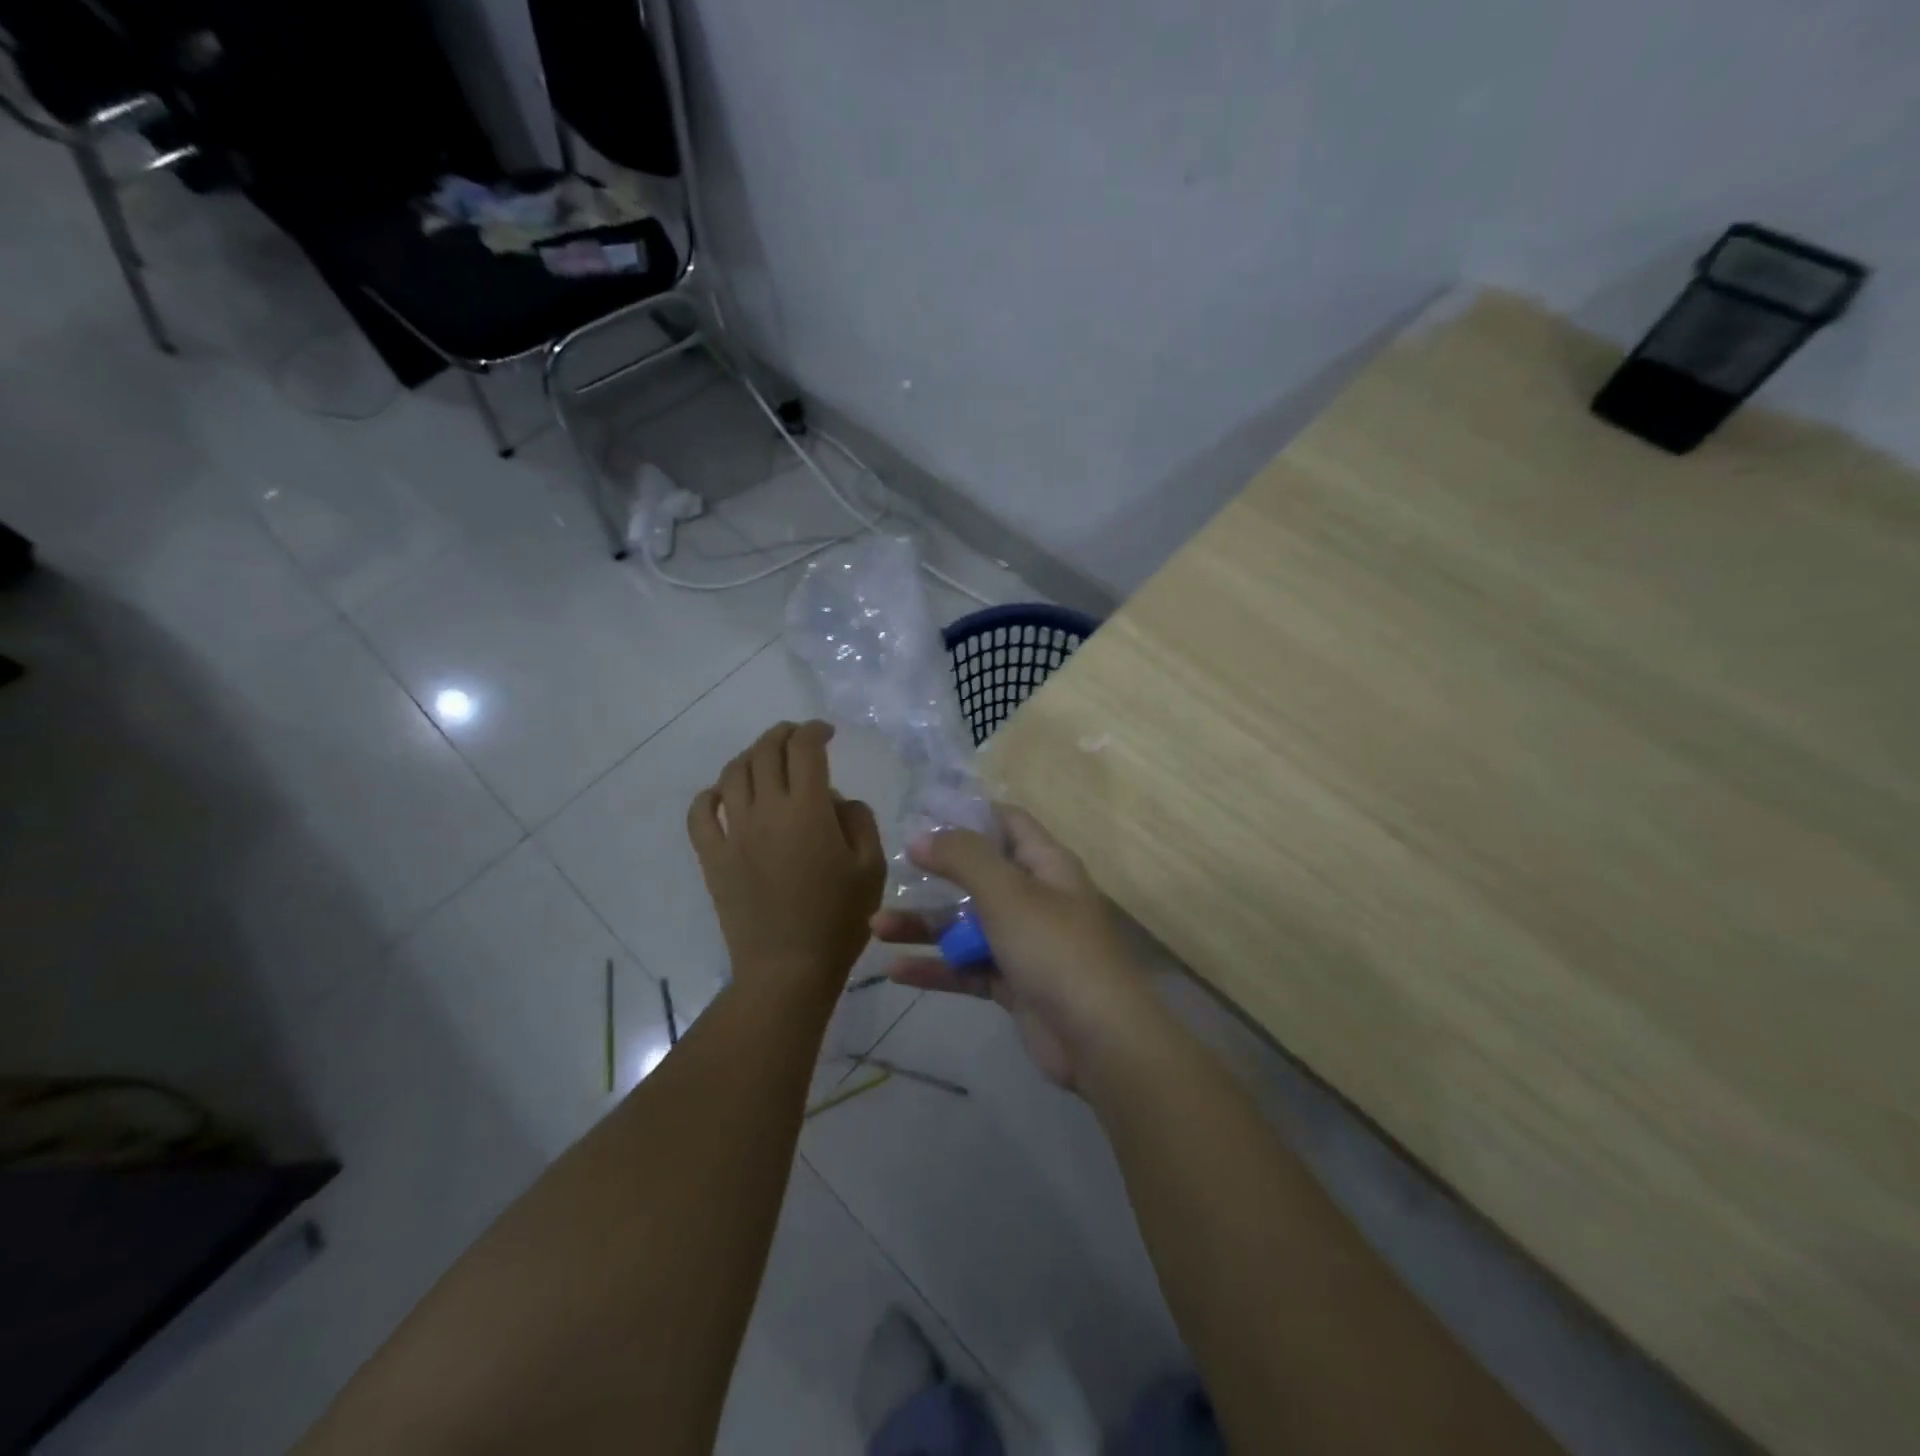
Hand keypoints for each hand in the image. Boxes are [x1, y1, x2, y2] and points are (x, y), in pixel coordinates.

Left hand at [688, 721, 885, 1004]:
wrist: (788, 969)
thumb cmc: (839, 920)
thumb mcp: (872, 868)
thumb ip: (859, 821)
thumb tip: (836, 800)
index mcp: (808, 810)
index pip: (804, 749)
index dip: (815, 731)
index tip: (827, 732)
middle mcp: (766, 810)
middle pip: (765, 752)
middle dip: (783, 735)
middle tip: (798, 737)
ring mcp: (734, 833)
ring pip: (732, 774)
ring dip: (750, 756)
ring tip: (766, 760)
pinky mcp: (713, 857)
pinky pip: (699, 813)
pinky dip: (709, 795)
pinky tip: (723, 795)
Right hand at [870, 806, 1158, 1088]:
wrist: (1097, 1038)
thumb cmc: (1053, 948)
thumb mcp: (1007, 892)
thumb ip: (963, 858)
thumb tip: (921, 836)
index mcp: (1046, 865)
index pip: (1007, 823)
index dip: (968, 814)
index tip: (921, 813)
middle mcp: (1036, 898)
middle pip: (979, 875)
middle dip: (934, 874)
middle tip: (889, 872)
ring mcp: (1025, 943)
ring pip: (966, 924)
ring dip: (924, 924)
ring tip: (875, 927)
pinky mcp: (1014, 984)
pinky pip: (968, 967)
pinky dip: (936, 967)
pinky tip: (895, 970)